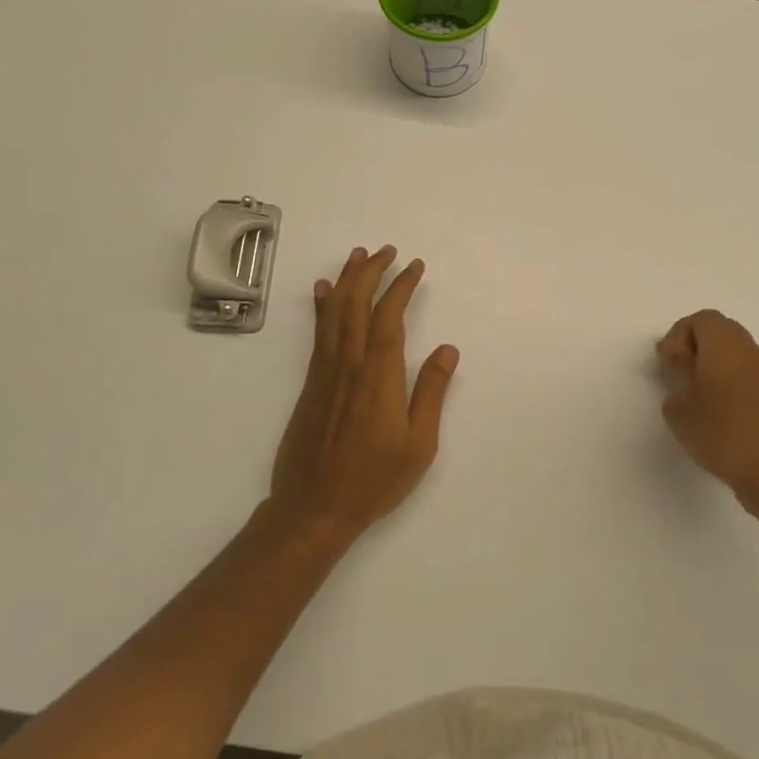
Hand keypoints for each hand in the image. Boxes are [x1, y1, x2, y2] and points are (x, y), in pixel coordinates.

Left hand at [267, 246, 458, 543]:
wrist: (312, 508)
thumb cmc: (373, 480)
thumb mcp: (418, 444)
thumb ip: (431, 393)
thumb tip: (447, 349)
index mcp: (379, 376)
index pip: (389, 317)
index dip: (401, 286)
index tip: (414, 266)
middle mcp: (349, 364)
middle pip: (357, 304)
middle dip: (372, 272)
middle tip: (387, 250)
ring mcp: (325, 372)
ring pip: (334, 312)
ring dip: (346, 280)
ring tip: (358, 256)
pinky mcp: (311, 383)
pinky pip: (317, 332)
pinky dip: (321, 306)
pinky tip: (323, 290)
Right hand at [657, 310, 758, 519]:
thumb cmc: (721, 432)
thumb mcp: (679, 407)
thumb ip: (675, 380)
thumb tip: (686, 371)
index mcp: (724, 343)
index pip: (700, 319)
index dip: (678, 336)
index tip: (667, 364)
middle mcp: (747, 349)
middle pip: (719, 329)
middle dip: (694, 345)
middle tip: (678, 373)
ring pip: (733, 350)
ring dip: (711, 362)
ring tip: (694, 394)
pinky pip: (744, 370)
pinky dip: (726, 378)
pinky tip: (715, 409)